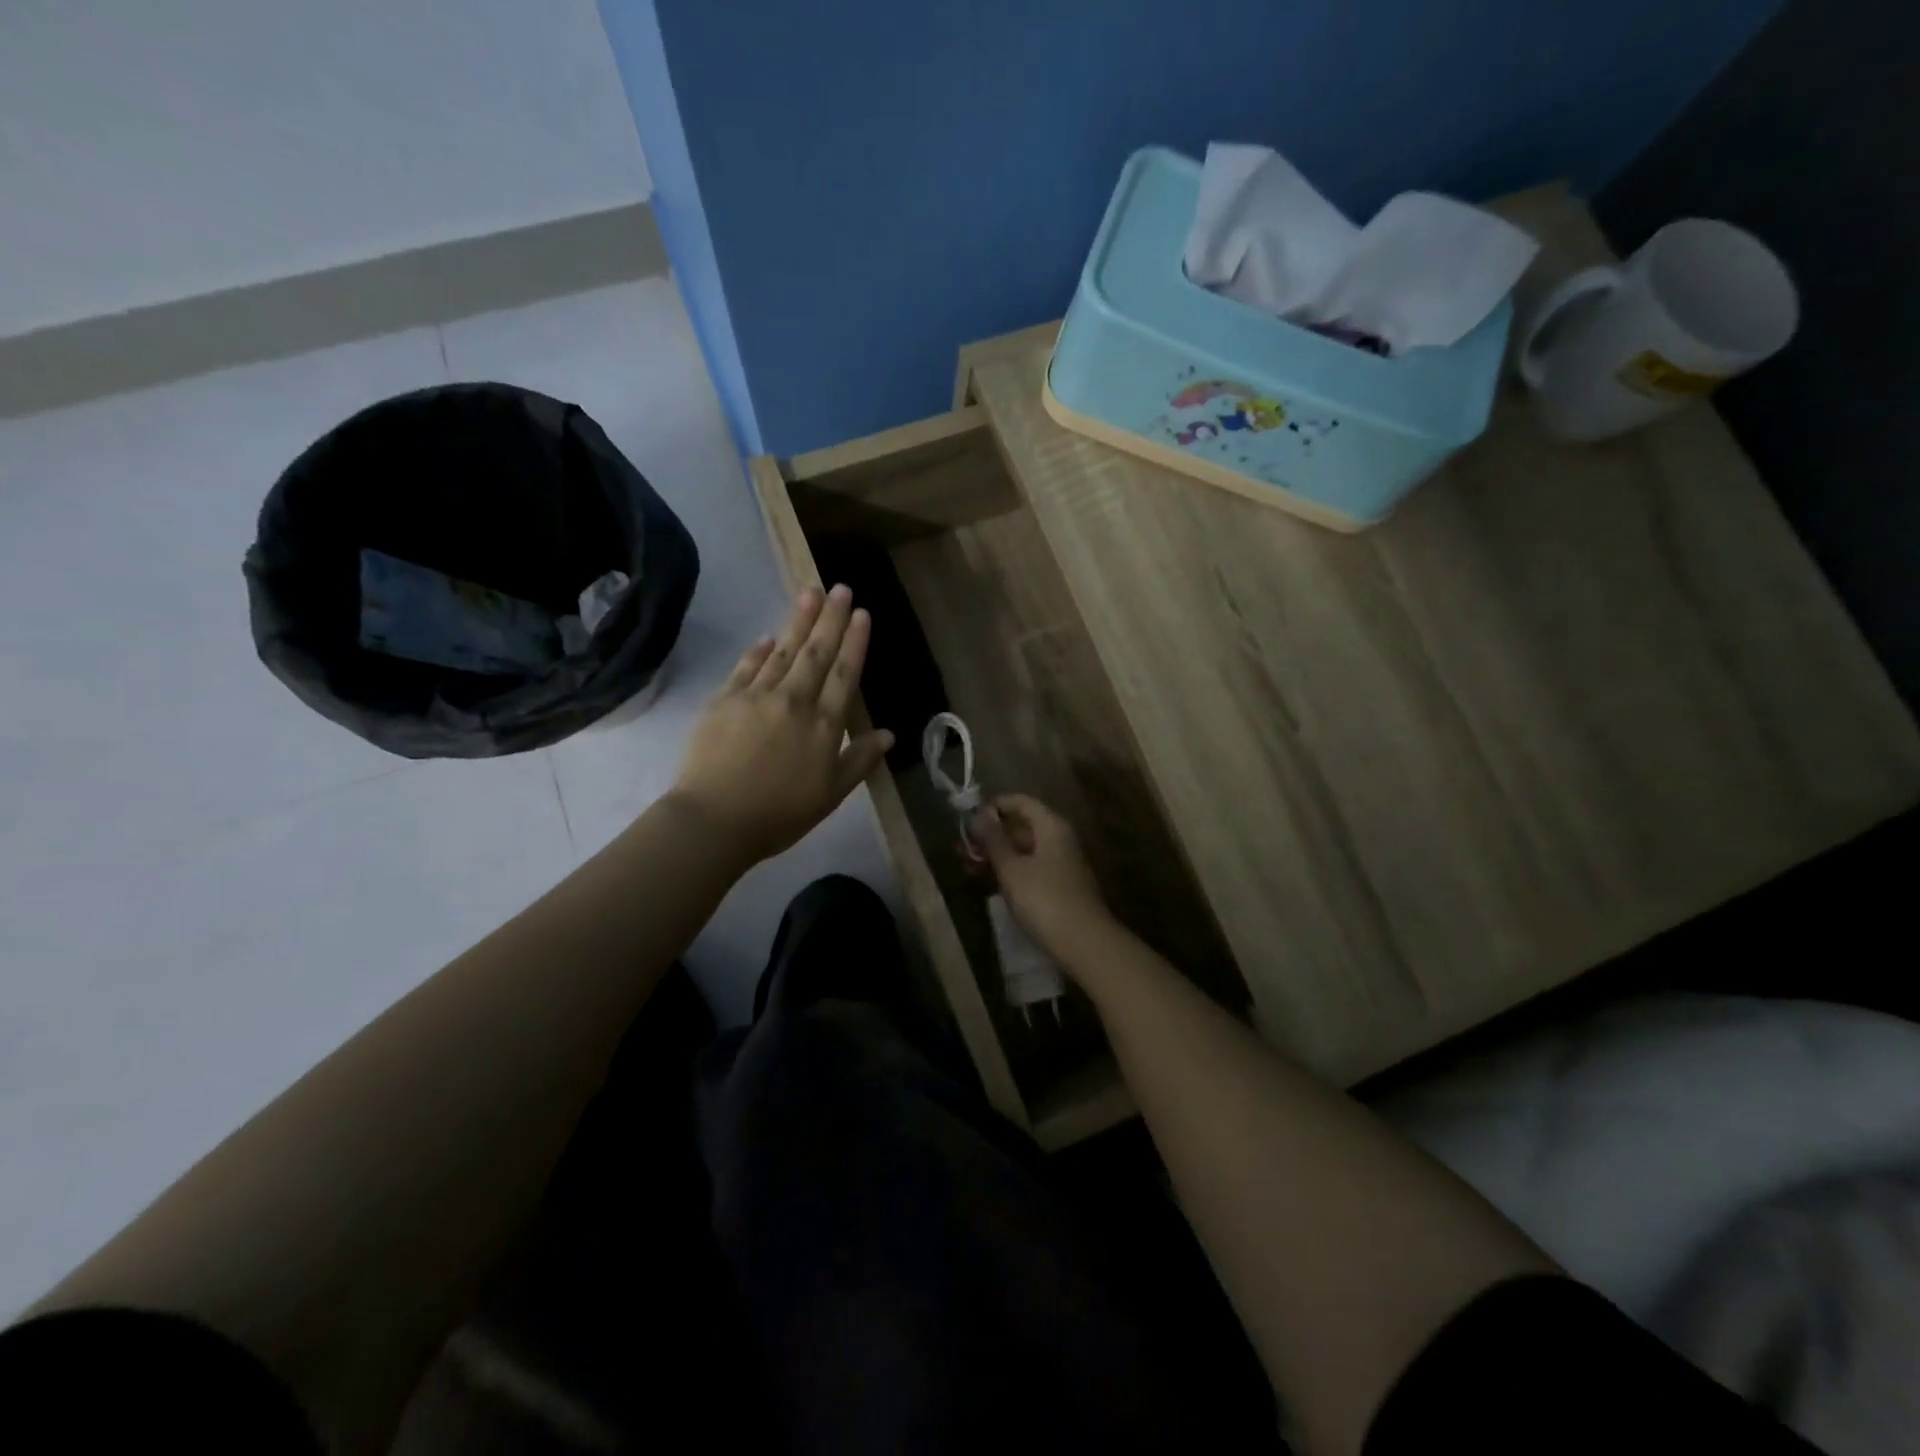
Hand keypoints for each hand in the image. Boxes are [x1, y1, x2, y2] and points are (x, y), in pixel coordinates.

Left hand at [670, 585, 892, 864]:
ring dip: (798, 620)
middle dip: (830, 618)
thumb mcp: (830, 794)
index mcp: (824, 725)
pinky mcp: (724, 701)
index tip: (862, 614)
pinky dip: (759, 650)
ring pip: (783, 651)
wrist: (714, 820)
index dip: (855, 642)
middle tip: (840, 588)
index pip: (844, 674)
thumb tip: (889, 734)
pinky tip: (769, 635)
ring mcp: (756, 697)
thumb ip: (859, 760)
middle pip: (816, 652)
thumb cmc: (779, 814)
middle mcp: (794, 701)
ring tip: (810, 593)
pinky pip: (746, 667)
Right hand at [968, 794, 1113, 961]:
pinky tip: (986, 883)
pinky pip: (1028, 869)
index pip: (1021, 802)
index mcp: (1051, 826)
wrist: (1084, 943)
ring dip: (995, 856)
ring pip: (1022, 851)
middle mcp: (1058, 839)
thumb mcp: (1012, 868)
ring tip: (966, 866)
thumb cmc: (1044, 899)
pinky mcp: (1057, 887)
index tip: (968, 818)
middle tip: (960, 847)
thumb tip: (979, 814)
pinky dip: (1008, 872)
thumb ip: (994, 840)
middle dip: (990, 835)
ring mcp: (1060, 864)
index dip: (994, 806)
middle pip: (1021, 827)